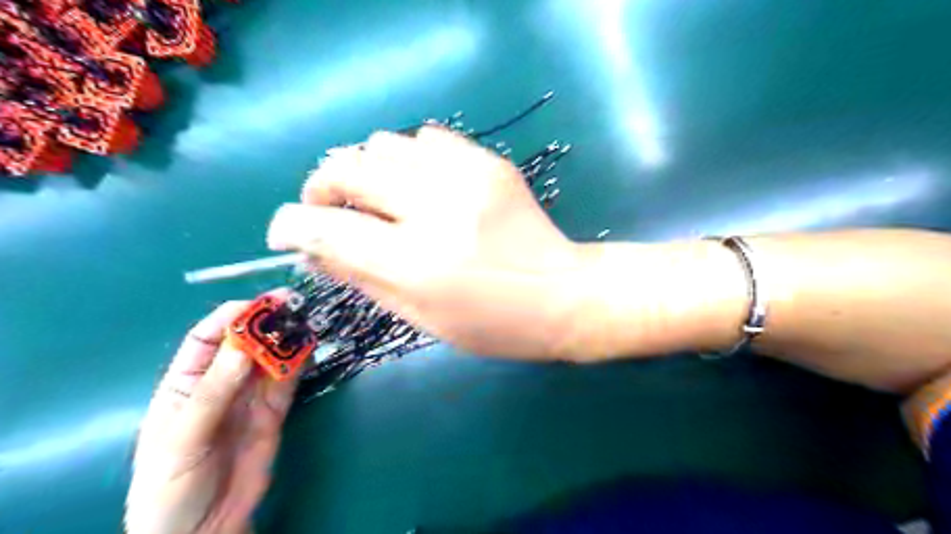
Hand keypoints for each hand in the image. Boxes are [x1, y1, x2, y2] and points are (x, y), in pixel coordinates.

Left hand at [125, 301, 296, 532]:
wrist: (203, 530)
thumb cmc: (172, 485)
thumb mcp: (183, 438)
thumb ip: (213, 393)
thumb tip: (243, 345)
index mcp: (185, 383)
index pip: (207, 338)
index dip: (231, 316)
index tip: (258, 304)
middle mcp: (221, 383)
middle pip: (245, 342)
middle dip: (267, 321)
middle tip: (292, 304)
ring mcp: (250, 396)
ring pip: (271, 357)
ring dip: (287, 337)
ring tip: (306, 320)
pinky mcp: (275, 410)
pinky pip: (288, 380)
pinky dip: (299, 362)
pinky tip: (309, 347)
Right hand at [267, 125, 588, 358]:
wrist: (562, 295)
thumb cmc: (493, 324)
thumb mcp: (422, 317)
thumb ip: (362, 278)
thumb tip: (312, 249)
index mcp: (418, 264)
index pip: (327, 229)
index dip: (291, 225)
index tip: (285, 231)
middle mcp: (437, 210)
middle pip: (348, 170)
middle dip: (320, 187)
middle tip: (325, 207)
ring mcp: (467, 177)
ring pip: (383, 144)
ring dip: (363, 169)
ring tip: (375, 197)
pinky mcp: (489, 162)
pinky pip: (426, 138)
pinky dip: (407, 157)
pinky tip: (417, 183)